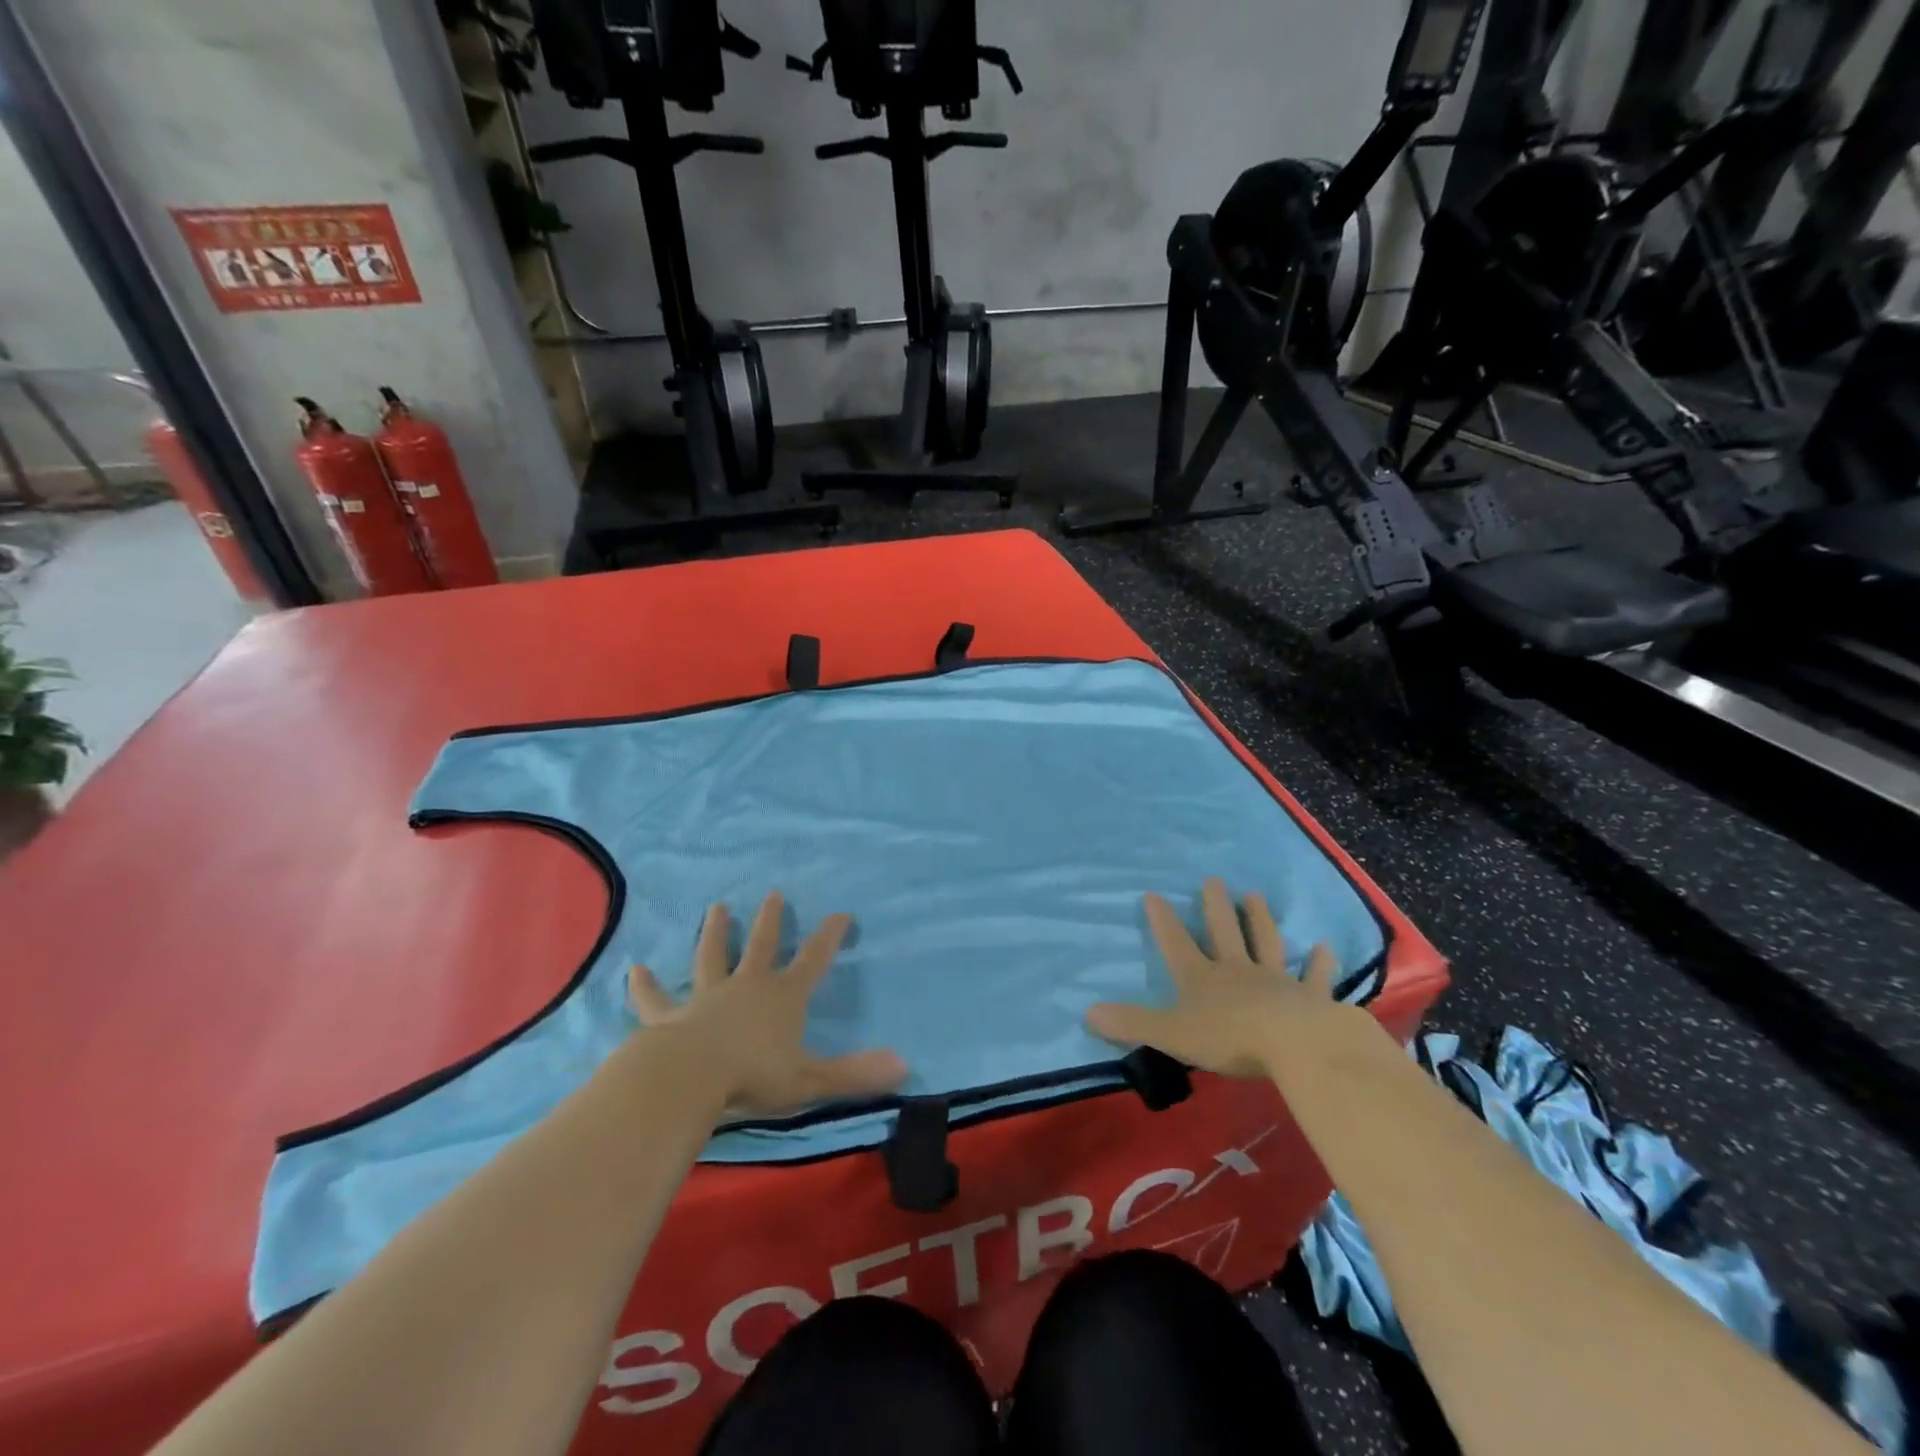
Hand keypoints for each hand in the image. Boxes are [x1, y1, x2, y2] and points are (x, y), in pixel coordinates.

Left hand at [629, 893, 906, 1116]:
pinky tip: (635, 969)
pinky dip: (646, 985)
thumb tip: (905, 1066)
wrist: (688, 1080)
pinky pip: (657, 998)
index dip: (829, 937)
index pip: (813, 960)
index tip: (841, 913)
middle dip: (770, 921)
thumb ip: (855, 1074)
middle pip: (761, 946)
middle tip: (773, 893)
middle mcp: (746, 987)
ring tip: (716, 907)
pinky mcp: (670, 1015)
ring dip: (715, 933)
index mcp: (782, 997)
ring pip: (712, 957)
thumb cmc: (753, 1078)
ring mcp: (706, 997)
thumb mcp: (811, 1080)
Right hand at [1087, 877, 1348, 1077]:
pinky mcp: (1310, 997)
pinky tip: (1324, 948)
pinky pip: (1314, 977)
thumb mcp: (1171, 1034)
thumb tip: (1087, 1012)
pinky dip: (1319, 963)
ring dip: (1259, 920)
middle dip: (1216, 907)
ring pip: (1266, 943)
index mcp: (1202, 979)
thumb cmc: (1229, 1039)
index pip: (1176, 944)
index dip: (1163, 921)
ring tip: (1255, 895)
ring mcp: (1276, 981)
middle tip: (1213, 880)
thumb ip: (1132, 1023)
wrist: (1296, 1044)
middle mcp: (1237, 971)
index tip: (1153, 894)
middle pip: (1224, 933)